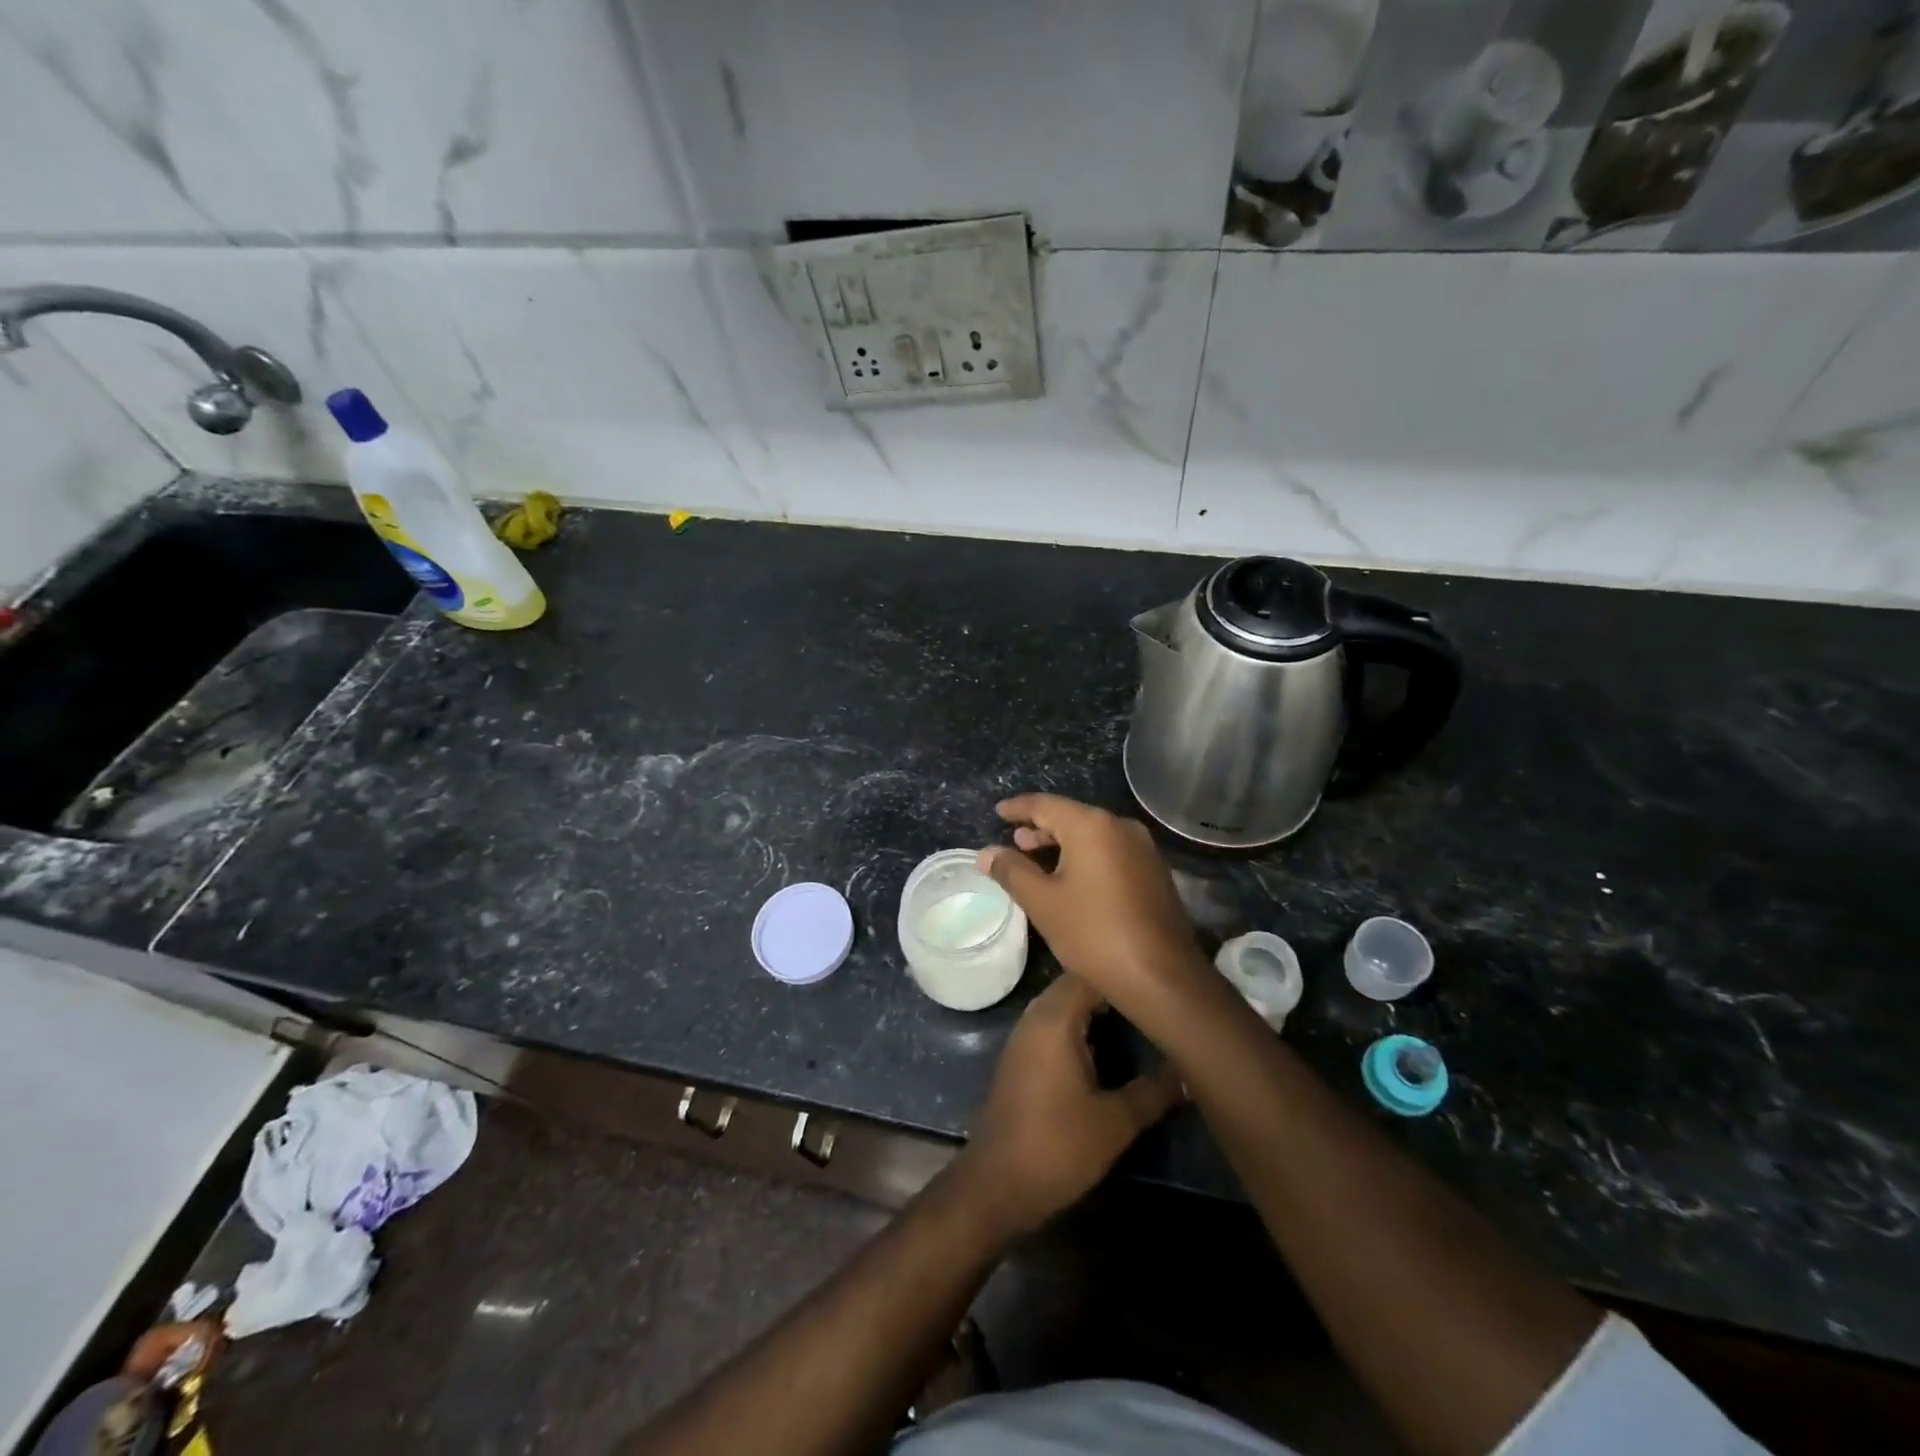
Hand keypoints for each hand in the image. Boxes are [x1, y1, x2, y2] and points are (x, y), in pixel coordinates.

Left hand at [960, 974, 1182, 1236]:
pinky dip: (1081, 1024)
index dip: (1126, 974)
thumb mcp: (1116, 1121)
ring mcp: (1025, 1035)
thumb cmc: (1058, 1146)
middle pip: (1077, 984)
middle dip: (1114, 988)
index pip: (1092, 974)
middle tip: (1156, 999)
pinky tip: (1108, 1043)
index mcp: (1056, 1018)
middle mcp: (1036, 1016)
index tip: (1161, 981)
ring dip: (1097, 1007)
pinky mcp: (1022, 1056)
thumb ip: (1154, 1090)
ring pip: (1065, 1004)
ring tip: (1139, 1016)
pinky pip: (1055, 1023)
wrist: (997, 1184)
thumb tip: (1187, 1069)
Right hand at [977, 794, 1212, 1015]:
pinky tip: (1071, 878)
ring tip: (1037, 858)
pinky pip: (1110, 852)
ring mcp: (1143, 849)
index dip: (1018, 808)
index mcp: (1092, 825)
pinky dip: (1085, 857)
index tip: (998, 811)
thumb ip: (1012, 871)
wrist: (1162, 977)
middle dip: (1040, 828)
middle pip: (1072, 817)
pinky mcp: (1153, 872)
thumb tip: (987, 853)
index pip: (1045, 805)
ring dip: (1063, 844)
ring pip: (1093, 836)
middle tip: (1014, 840)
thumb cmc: (1094, 934)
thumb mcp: (1043, 902)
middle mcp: (1121, 827)